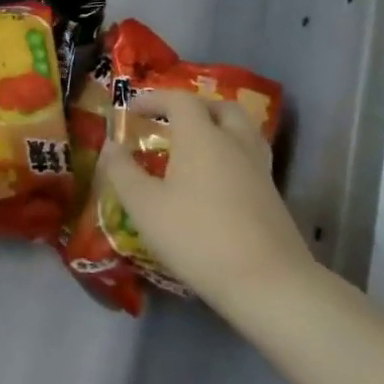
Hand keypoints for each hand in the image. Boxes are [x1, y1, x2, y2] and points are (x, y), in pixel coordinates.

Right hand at [96, 89, 311, 313]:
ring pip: (242, 132)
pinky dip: (229, 155)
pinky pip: (249, 158)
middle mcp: (234, 143)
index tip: (132, 110)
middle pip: (220, 108)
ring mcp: (259, 170)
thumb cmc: (197, 236)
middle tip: (170, 122)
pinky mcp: (273, 197)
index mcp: (201, 137)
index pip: (180, 100)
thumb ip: (122, 170)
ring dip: (217, 129)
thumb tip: (111, 145)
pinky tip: (213, 181)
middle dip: (193, 108)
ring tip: (194, 147)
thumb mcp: (144, 206)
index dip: (154, 99)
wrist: (269, 283)